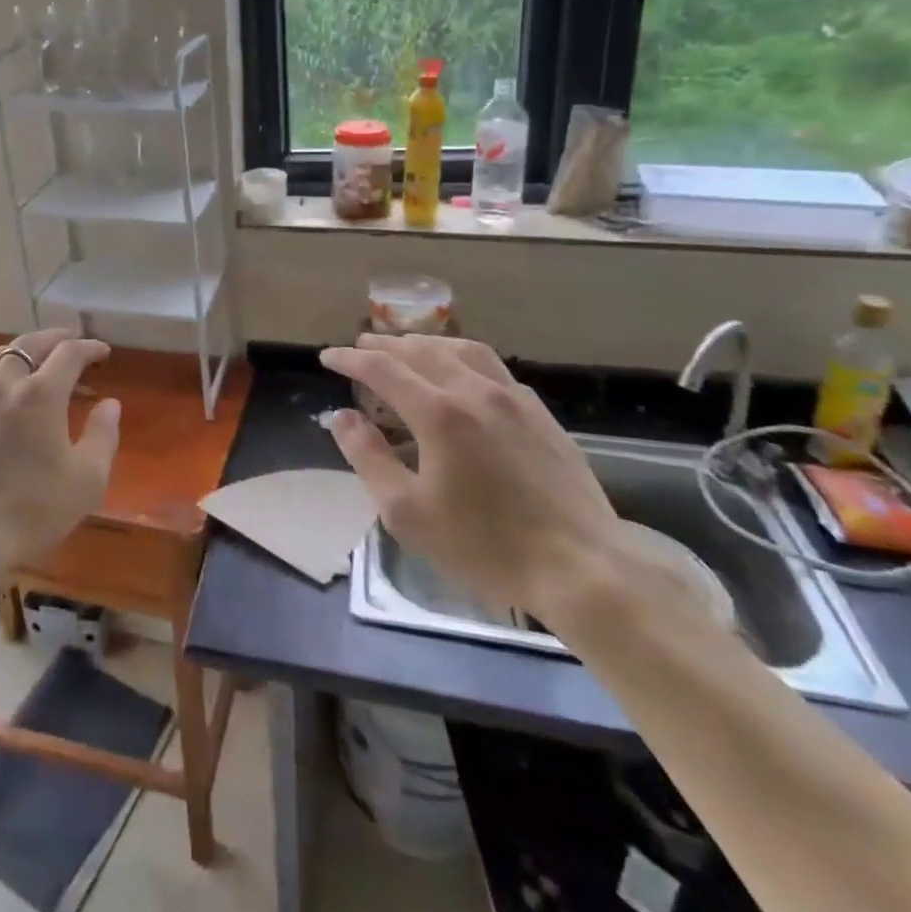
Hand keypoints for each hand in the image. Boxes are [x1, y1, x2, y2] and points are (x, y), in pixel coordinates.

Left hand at [0, 330, 120, 614]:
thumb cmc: (29, 513)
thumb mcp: (86, 481)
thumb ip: (103, 436)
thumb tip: (110, 404)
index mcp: (40, 394)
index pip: (69, 353)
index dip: (89, 348)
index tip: (101, 352)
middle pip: (26, 345)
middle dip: (51, 339)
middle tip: (66, 341)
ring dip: (8, 352)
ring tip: (19, 357)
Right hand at [321, 335, 623, 619]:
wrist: (582, 568)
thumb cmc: (485, 546)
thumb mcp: (408, 513)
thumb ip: (368, 458)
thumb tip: (343, 417)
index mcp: (438, 413)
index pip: (382, 368)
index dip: (350, 358)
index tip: (328, 357)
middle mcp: (474, 390)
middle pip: (421, 350)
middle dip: (384, 345)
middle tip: (360, 346)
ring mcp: (513, 398)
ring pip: (461, 349)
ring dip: (425, 343)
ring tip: (407, 348)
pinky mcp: (539, 413)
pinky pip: (492, 366)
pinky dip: (462, 357)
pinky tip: (461, 374)